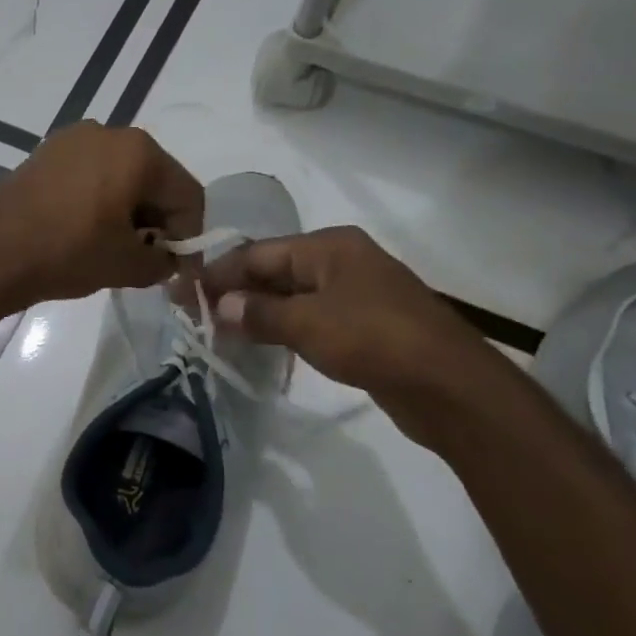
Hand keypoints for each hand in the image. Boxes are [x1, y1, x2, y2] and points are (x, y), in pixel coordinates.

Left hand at [0, 123, 203, 311]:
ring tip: (113, 246)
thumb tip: (164, 259)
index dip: (188, 236)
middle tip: (146, 257)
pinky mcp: (45, 153)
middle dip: (157, 220)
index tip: (176, 268)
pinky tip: (85, 230)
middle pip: (154, 179)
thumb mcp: (129, 266)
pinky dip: (98, 199)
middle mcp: (109, 132)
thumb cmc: (69, 253)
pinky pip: (89, 174)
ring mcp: (72, 139)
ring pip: (121, 175)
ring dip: (127, 209)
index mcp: (139, 151)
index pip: (186, 195)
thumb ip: (162, 262)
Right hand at [200, 226, 494, 422]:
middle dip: (234, 292)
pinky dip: (281, 329)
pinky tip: (259, 346)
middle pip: (273, 271)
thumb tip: (221, 307)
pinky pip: (309, 319)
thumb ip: (258, 313)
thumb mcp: (307, 323)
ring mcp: (355, 294)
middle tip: (196, 316)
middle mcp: (341, 262)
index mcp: (329, 247)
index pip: (257, 253)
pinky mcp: (364, 326)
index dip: (218, 274)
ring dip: (255, 313)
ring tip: (218, 333)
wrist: (451, 387)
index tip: (183, 295)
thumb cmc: (375, 340)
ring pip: (290, 297)